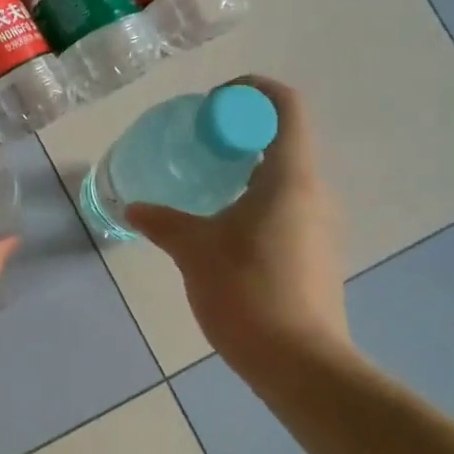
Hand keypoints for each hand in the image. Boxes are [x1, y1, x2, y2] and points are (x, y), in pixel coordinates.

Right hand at [126, 78, 352, 371]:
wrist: (300, 363)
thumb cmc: (247, 291)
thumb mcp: (194, 250)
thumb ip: (162, 222)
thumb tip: (132, 207)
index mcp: (290, 176)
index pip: (285, 105)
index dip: (251, 89)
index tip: (212, 104)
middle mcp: (314, 191)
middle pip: (284, 137)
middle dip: (240, 131)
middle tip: (198, 145)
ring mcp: (321, 224)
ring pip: (286, 174)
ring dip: (247, 166)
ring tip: (205, 184)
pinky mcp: (317, 252)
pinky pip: (287, 205)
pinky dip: (256, 197)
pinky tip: (224, 225)